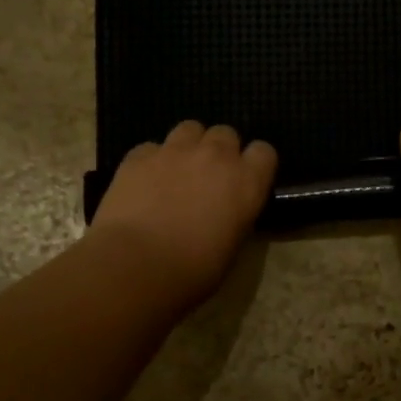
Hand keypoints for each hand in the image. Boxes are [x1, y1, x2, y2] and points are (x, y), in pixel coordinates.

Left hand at [91, 120, 276, 305]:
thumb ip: (235, 218)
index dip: (254, 165)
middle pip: (226, 134)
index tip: (245, 182)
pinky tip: (144, 183)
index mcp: (246, 182)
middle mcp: (215, 156)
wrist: (136, 266)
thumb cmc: (192, 271)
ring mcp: (175, 151)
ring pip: (190, 129)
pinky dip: (152, 161)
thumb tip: (226, 213)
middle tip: (209, 178)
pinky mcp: (139, 156)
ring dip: (189, 146)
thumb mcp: (231, 249)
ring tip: (178, 172)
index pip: (264, 152)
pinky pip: (152, 147)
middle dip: (220, 151)